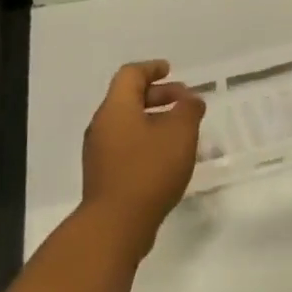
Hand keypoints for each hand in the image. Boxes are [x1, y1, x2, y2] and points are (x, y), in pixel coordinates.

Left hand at [80, 60, 206, 240]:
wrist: (116, 224)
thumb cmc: (148, 170)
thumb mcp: (179, 134)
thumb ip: (188, 110)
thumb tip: (191, 100)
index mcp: (116, 108)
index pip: (130, 75)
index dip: (152, 68)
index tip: (171, 70)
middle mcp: (102, 125)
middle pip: (128, 98)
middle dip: (159, 96)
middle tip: (185, 102)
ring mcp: (100, 152)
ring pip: (128, 124)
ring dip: (155, 121)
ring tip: (182, 132)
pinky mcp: (104, 175)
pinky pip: (127, 146)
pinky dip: (147, 141)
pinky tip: (168, 158)